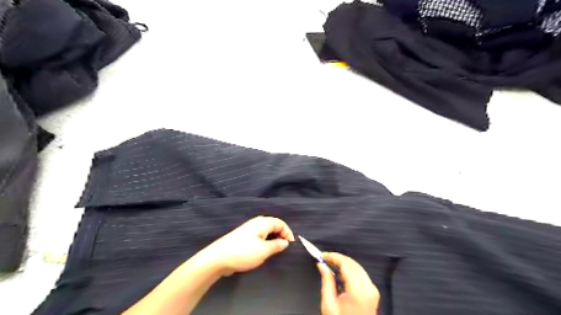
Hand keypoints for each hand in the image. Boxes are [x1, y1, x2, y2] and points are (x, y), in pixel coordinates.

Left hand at [196, 216, 295, 274]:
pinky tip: (264, 250)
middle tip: (284, 247)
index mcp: (262, 222)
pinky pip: (259, 235)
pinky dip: (265, 241)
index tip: (291, 245)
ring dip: (273, 238)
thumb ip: (277, 245)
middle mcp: (256, 222)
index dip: (288, 233)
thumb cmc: (244, 253)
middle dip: (281, 234)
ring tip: (275, 250)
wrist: (218, 258)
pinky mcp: (243, 236)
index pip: (281, 223)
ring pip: (266, 230)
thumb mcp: (264, 250)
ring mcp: (248, 229)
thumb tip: (285, 242)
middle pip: (274, 225)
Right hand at [317, 254, 377, 314]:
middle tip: (325, 258)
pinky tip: (341, 273)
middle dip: (338, 258)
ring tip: (331, 264)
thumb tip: (322, 265)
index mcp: (358, 291)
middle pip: (353, 263)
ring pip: (358, 266)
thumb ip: (326, 281)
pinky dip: (350, 269)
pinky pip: (361, 273)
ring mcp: (372, 290)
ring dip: (344, 263)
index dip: (334, 256)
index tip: (323, 255)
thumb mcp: (329, 304)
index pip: (346, 264)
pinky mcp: (373, 292)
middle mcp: (368, 288)